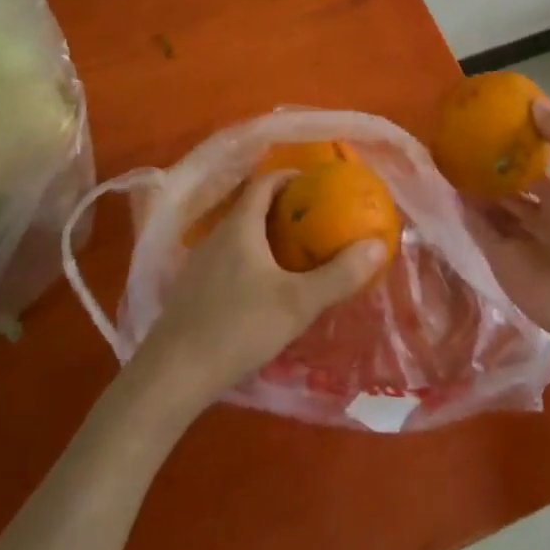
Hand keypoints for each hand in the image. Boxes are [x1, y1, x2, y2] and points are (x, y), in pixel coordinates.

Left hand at [129, 170, 386, 419]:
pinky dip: (250, 259)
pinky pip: (227, 259)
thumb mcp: (297, 303)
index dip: (290, 175)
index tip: (316, 182)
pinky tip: (263, 288)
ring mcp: (199, 263)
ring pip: (238, 235)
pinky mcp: (192, 290)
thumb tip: (377, 244)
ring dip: (265, 235)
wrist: (172, 374)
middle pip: (250, 207)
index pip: (264, 182)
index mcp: (239, 226)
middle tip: (314, 219)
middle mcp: (216, 236)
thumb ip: (338, 275)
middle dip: (283, 207)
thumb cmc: (238, 327)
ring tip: (295, 252)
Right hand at [466, 101, 549, 365]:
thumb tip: (535, 102)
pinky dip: (465, 213)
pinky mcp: (500, 260)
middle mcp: (541, 216)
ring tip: (446, 161)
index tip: (491, 122)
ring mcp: (519, 239)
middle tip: (459, 142)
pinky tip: (448, 190)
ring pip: (492, 208)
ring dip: (474, 189)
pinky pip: (479, 230)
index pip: (536, 165)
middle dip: (490, 168)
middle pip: (510, 187)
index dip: (518, 145)